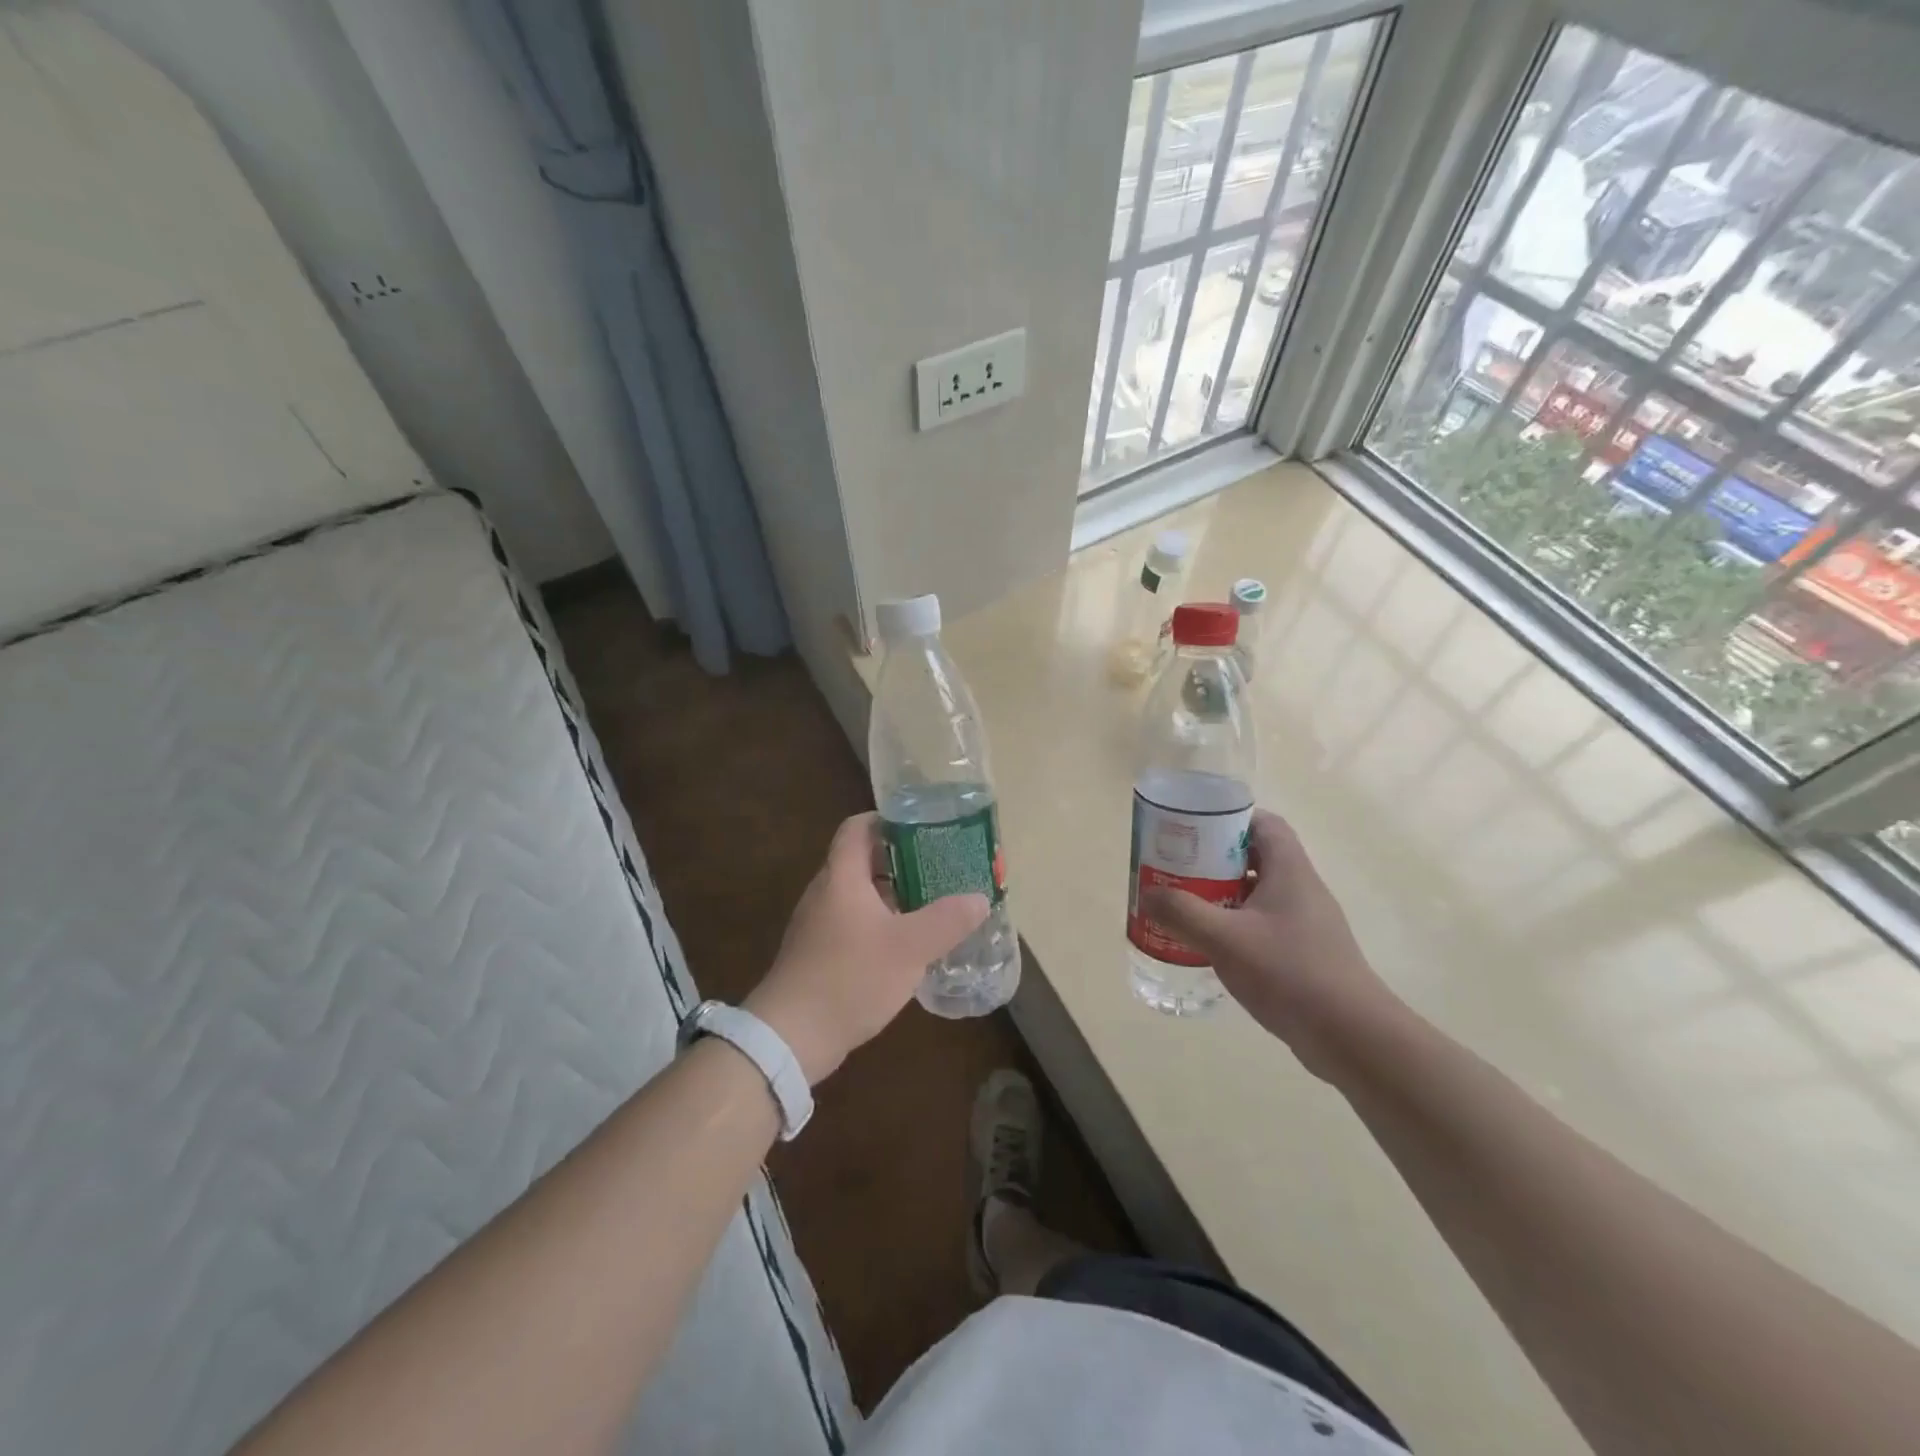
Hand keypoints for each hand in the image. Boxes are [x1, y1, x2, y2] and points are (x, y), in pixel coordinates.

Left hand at [744, 812, 988, 1084]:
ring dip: (893, 895)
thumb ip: (947, 920)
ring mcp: (818, 925)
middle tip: (940, 867)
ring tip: (931, 904)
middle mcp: (826, 892)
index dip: (888, 819)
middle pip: (862, 860)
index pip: (858, 827)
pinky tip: (906, 945)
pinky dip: (880, 924)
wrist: (790, 1037)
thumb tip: (979, 898)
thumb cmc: (850, 978)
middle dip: (901, 860)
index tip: (923, 826)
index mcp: (842, 877)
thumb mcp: (909, 948)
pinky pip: (853, 923)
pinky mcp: (818, 954)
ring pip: (860, 895)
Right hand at [1141, 809, 1404, 1083]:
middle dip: (1214, 860)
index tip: (1193, 831)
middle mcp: (1301, 889)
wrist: (1351, 1037)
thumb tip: (1147, 894)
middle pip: (1255, 857)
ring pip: (1257, 894)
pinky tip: (1210, 947)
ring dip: (1221, 895)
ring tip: (1184, 906)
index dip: (1229, 819)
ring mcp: (1305, 923)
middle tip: (1177, 870)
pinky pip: (1263, 925)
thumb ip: (1182, 912)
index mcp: (1289, 871)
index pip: (1264, 824)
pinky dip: (1235, 926)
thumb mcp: (1225, 939)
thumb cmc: (1289, 973)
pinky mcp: (1304, 954)